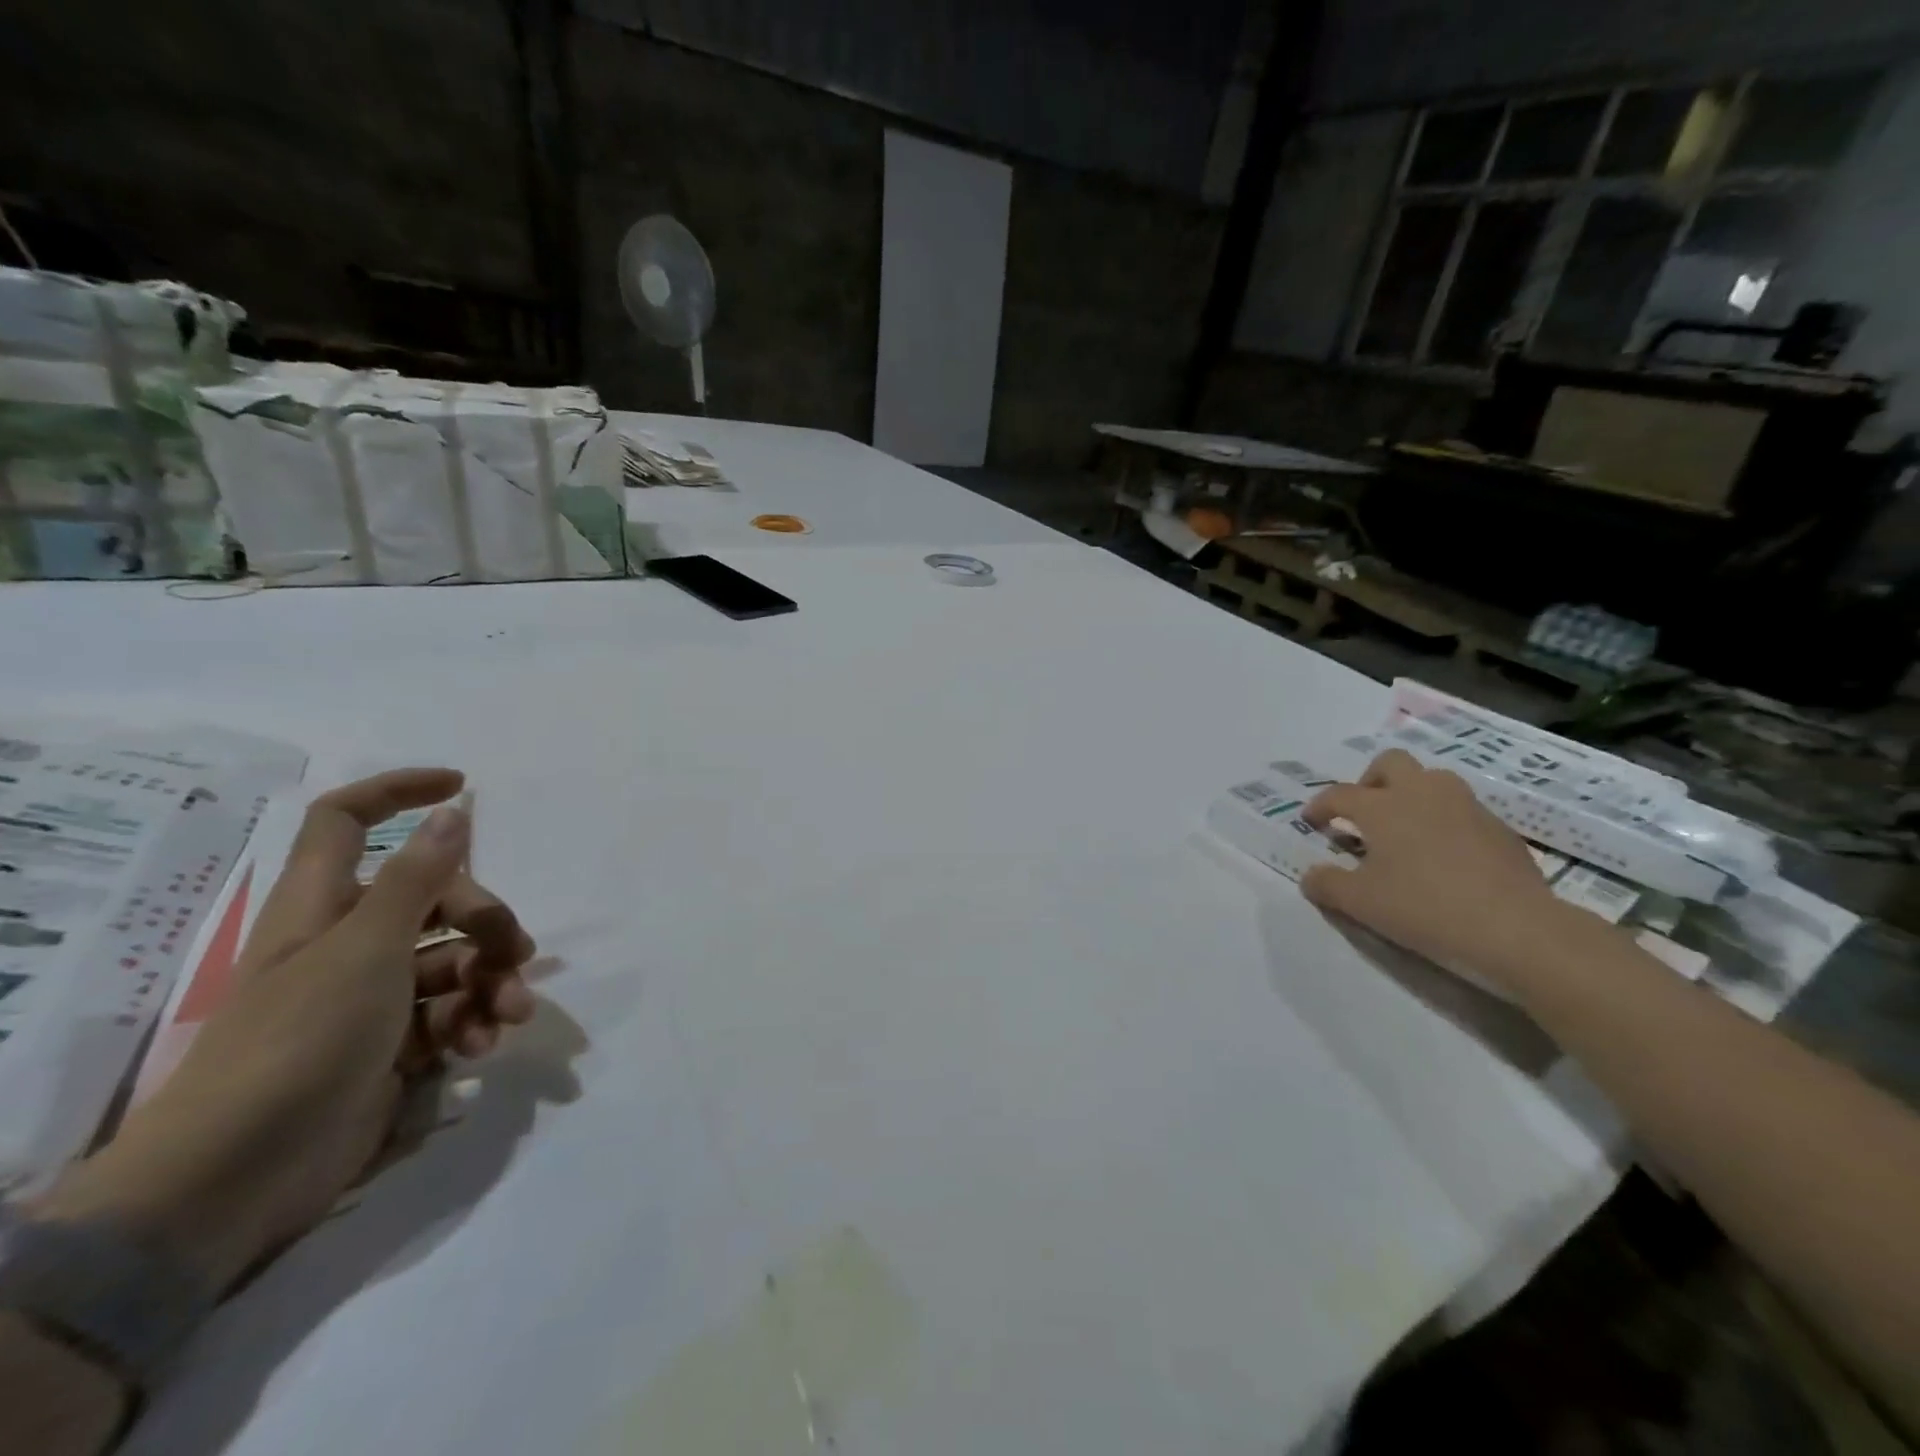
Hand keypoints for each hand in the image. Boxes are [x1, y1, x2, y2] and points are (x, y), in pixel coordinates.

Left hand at [37, 769, 536, 1291]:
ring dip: (492, 981)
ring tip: (508, 1015)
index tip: (462, 789)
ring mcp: (372, 995)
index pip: (347, 820)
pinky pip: (450, 1011)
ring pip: (455, 959)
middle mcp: (349, 941)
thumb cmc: (301, 1040)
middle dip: (488, 921)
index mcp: (325, 905)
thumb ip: (417, 877)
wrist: (241, 1175)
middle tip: (517, 953)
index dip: (398, 792)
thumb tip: (453, 811)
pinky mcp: (393, 1043)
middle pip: (436, 897)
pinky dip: (473, 1022)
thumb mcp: (368, 948)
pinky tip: (481, 1046)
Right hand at [1299, 749, 1571, 990]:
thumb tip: (1310, 875)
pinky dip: (1445, 822)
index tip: (1311, 822)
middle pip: (1391, 763)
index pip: (1339, 794)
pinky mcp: (1501, 829)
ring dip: (1412, 795)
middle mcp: (1422, 794)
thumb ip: (1326, 884)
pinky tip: (1445, 857)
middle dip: (1370, 780)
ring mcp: (1467, 807)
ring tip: (1405, 830)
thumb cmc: (1424, 908)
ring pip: (1433, 780)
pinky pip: (1463, 811)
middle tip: (1364, 813)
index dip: (1320, 806)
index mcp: (1382, 806)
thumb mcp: (1359, 903)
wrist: (1517, 929)